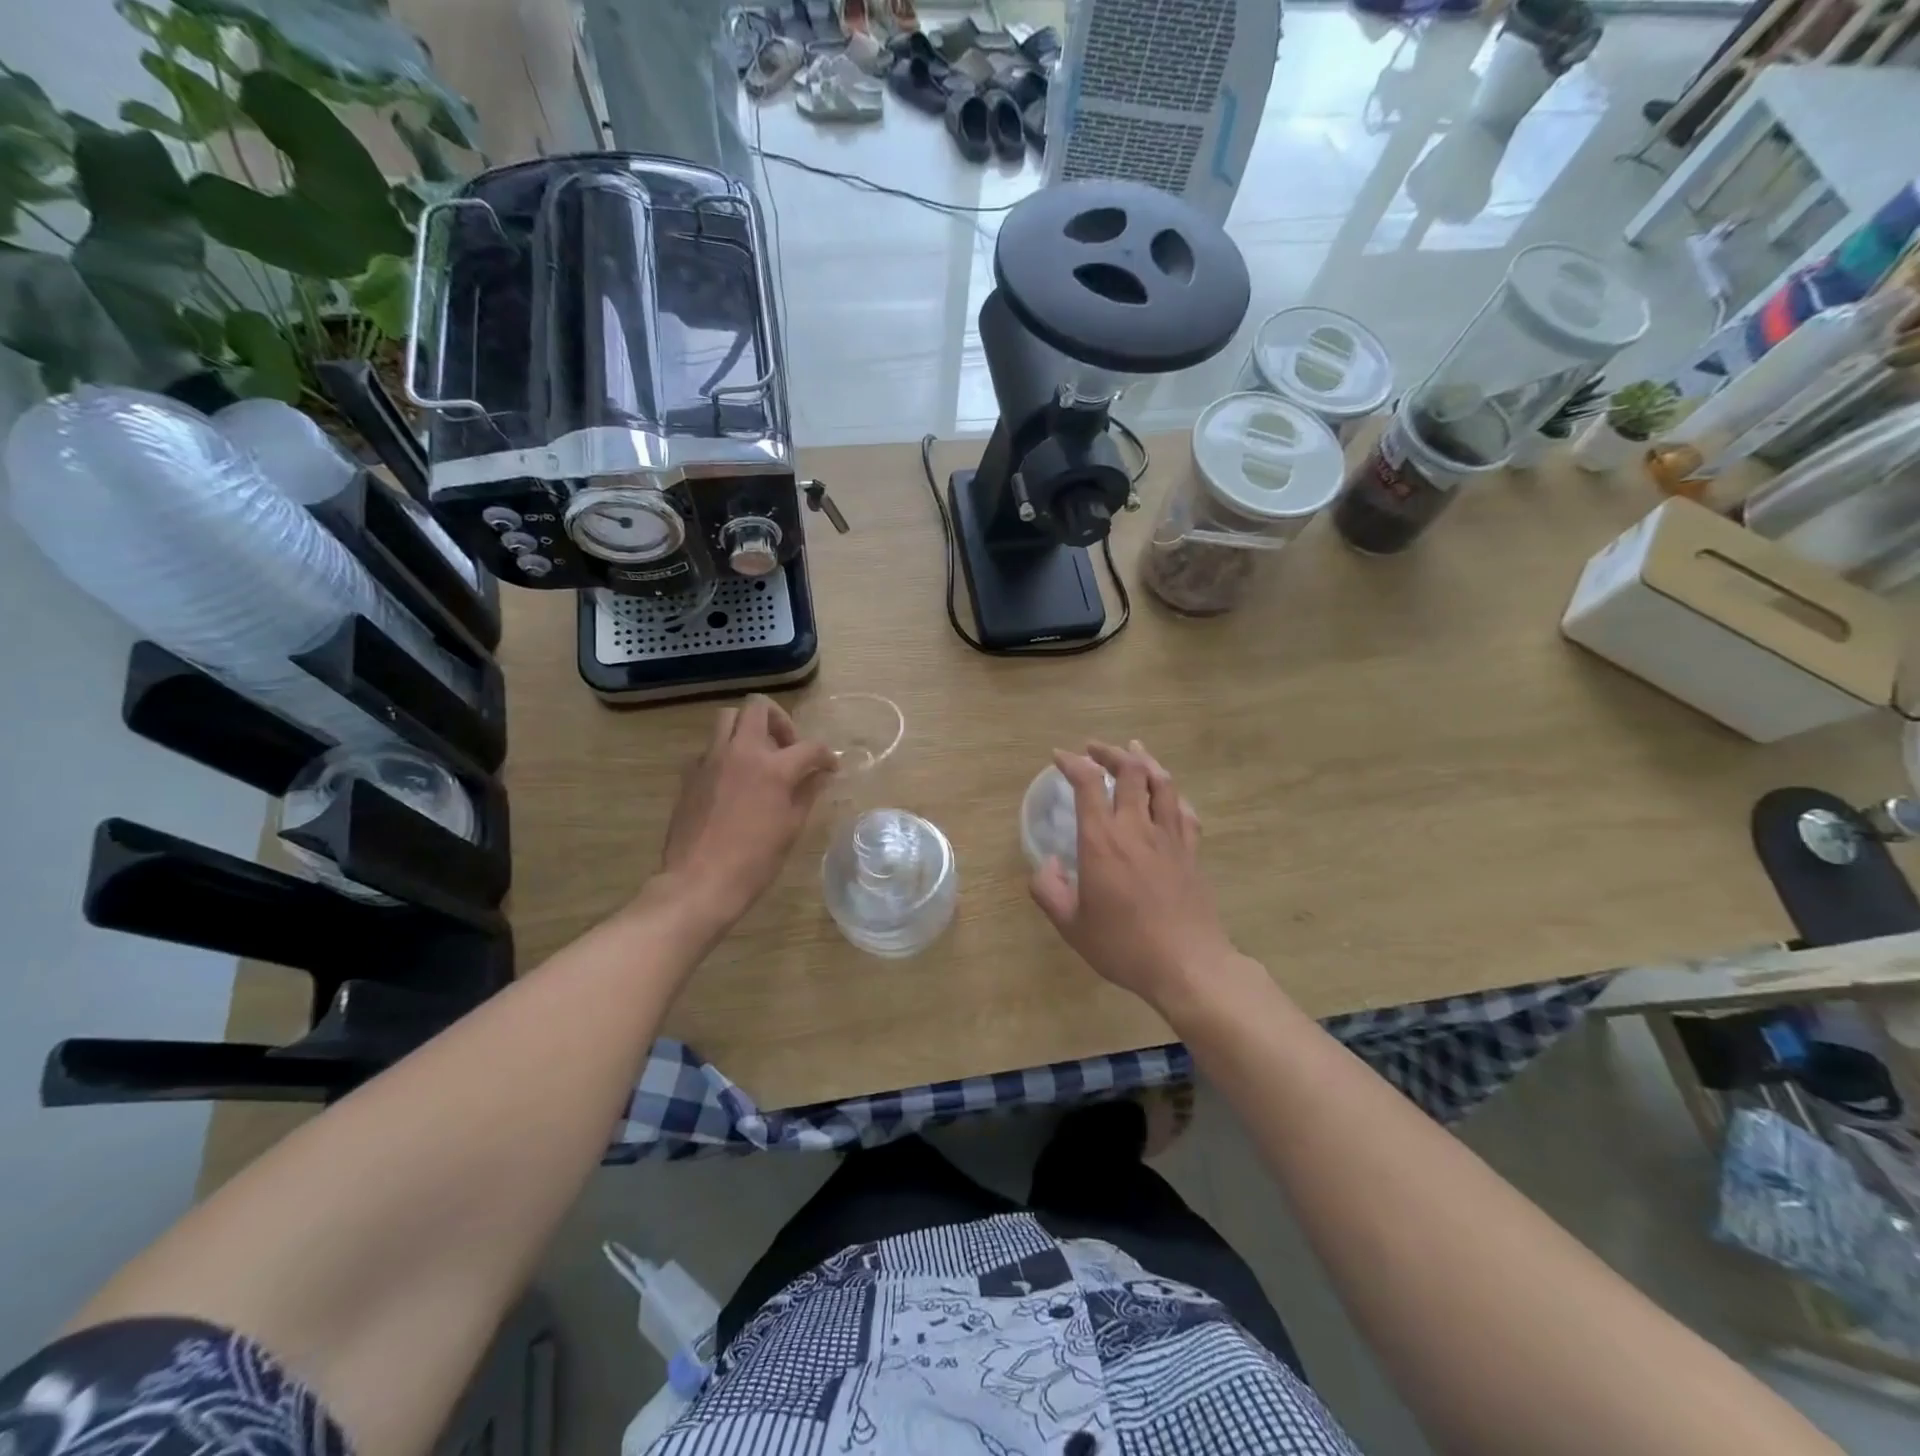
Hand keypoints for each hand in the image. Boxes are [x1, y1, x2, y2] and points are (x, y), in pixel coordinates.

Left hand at [653, 695, 836, 929]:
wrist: (699, 882)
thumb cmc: (754, 860)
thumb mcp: (791, 827)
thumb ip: (807, 793)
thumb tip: (819, 776)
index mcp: (773, 768)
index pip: (809, 746)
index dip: (825, 755)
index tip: (829, 767)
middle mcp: (740, 753)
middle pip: (758, 707)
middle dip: (780, 720)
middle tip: (787, 746)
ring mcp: (711, 760)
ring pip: (728, 719)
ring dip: (748, 728)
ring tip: (759, 756)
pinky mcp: (690, 774)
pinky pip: (711, 748)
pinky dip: (727, 753)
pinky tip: (734, 782)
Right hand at [1030, 740, 1236, 1010]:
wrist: (1187, 964)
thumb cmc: (1123, 946)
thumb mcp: (1071, 925)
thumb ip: (1049, 890)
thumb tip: (1046, 863)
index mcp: (1102, 841)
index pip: (1088, 783)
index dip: (1072, 762)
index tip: (1059, 756)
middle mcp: (1136, 828)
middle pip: (1130, 770)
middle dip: (1110, 752)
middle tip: (1094, 750)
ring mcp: (1169, 837)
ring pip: (1161, 783)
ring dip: (1145, 761)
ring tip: (1133, 751)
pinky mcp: (1191, 852)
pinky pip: (1184, 811)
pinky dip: (1172, 794)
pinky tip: (1168, 795)